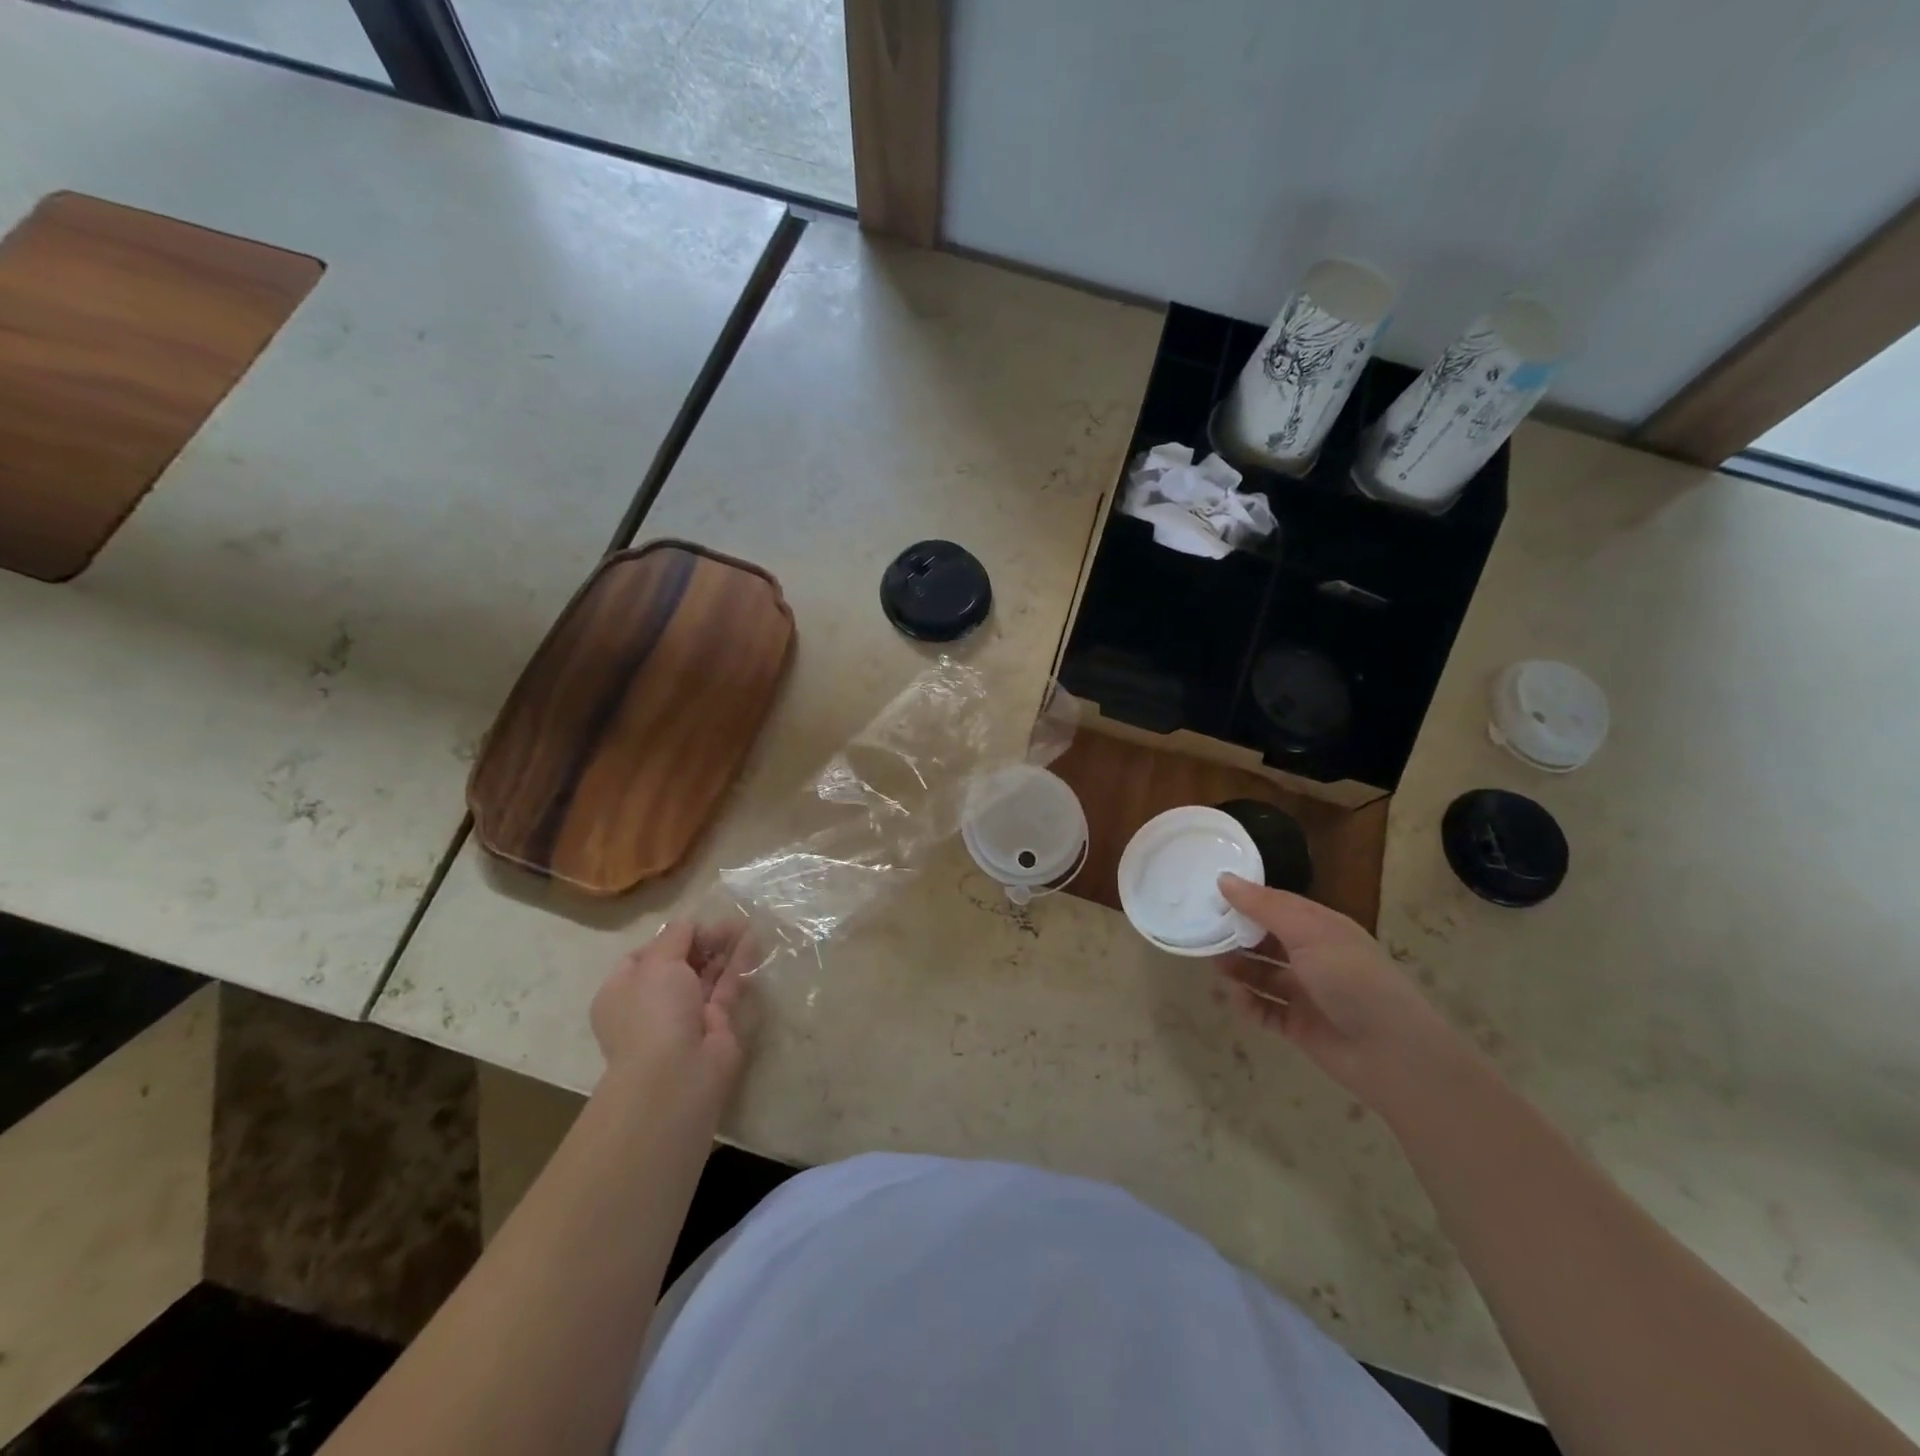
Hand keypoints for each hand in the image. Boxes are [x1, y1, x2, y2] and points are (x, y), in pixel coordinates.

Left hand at [590, 920, 753, 1118]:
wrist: (677, 1072)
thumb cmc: (654, 1012)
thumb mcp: (657, 963)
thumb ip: (675, 937)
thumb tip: (688, 925)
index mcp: (623, 992)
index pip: (644, 957)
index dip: (669, 938)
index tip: (693, 925)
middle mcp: (651, 1004)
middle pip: (679, 963)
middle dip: (702, 941)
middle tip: (727, 922)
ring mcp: (685, 1015)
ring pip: (706, 974)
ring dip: (723, 949)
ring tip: (745, 924)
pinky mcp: (716, 1023)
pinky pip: (726, 987)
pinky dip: (738, 965)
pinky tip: (752, 941)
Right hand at [1215, 874, 1477, 1116]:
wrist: (1392, 1053)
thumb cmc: (1352, 979)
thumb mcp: (1309, 933)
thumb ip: (1264, 907)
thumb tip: (1223, 878)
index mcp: (1320, 928)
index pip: (1275, 905)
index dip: (1244, 900)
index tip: (1208, 895)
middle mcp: (1312, 957)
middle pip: (1264, 940)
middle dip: (1235, 935)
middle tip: (1202, 932)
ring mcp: (1305, 993)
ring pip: (1260, 974)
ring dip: (1237, 969)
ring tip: (1215, 966)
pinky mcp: (1297, 1025)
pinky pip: (1263, 1010)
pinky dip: (1247, 1004)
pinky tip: (1236, 999)